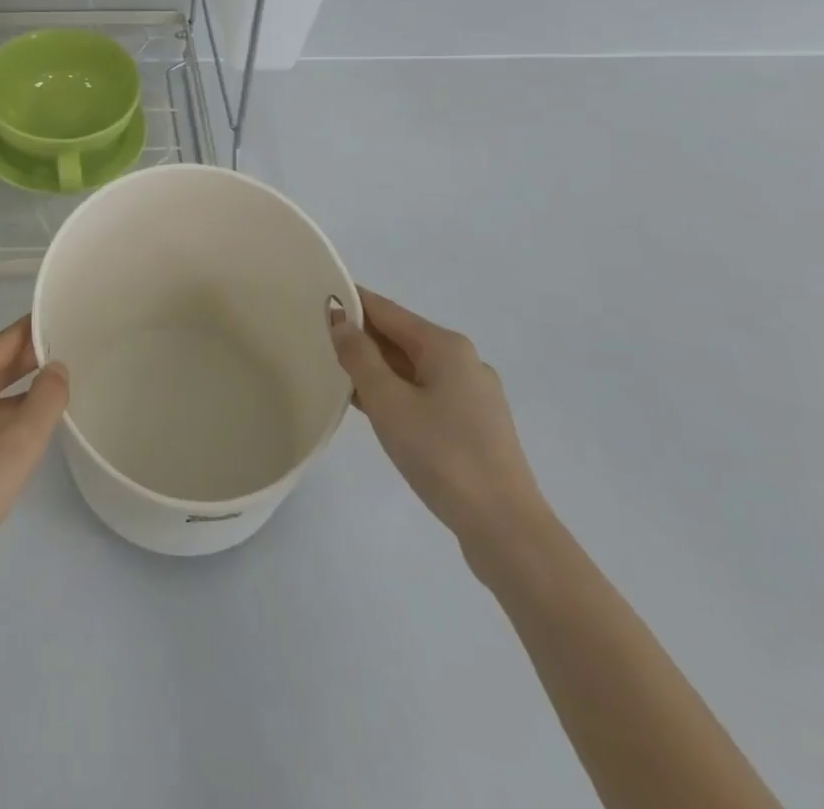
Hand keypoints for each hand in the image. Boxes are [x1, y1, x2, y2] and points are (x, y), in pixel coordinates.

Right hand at [329, 288, 548, 562]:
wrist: (504, 528)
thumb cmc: (442, 455)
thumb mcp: (388, 402)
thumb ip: (359, 356)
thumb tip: (340, 320)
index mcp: (446, 346)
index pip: (387, 310)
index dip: (352, 301)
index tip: (318, 295)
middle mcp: (464, 361)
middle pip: (401, 337)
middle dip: (362, 336)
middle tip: (318, 336)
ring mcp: (473, 395)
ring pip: (413, 368)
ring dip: (376, 367)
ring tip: (336, 370)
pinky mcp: (474, 426)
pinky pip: (425, 393)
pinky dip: (396, 392)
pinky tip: (372, 407)